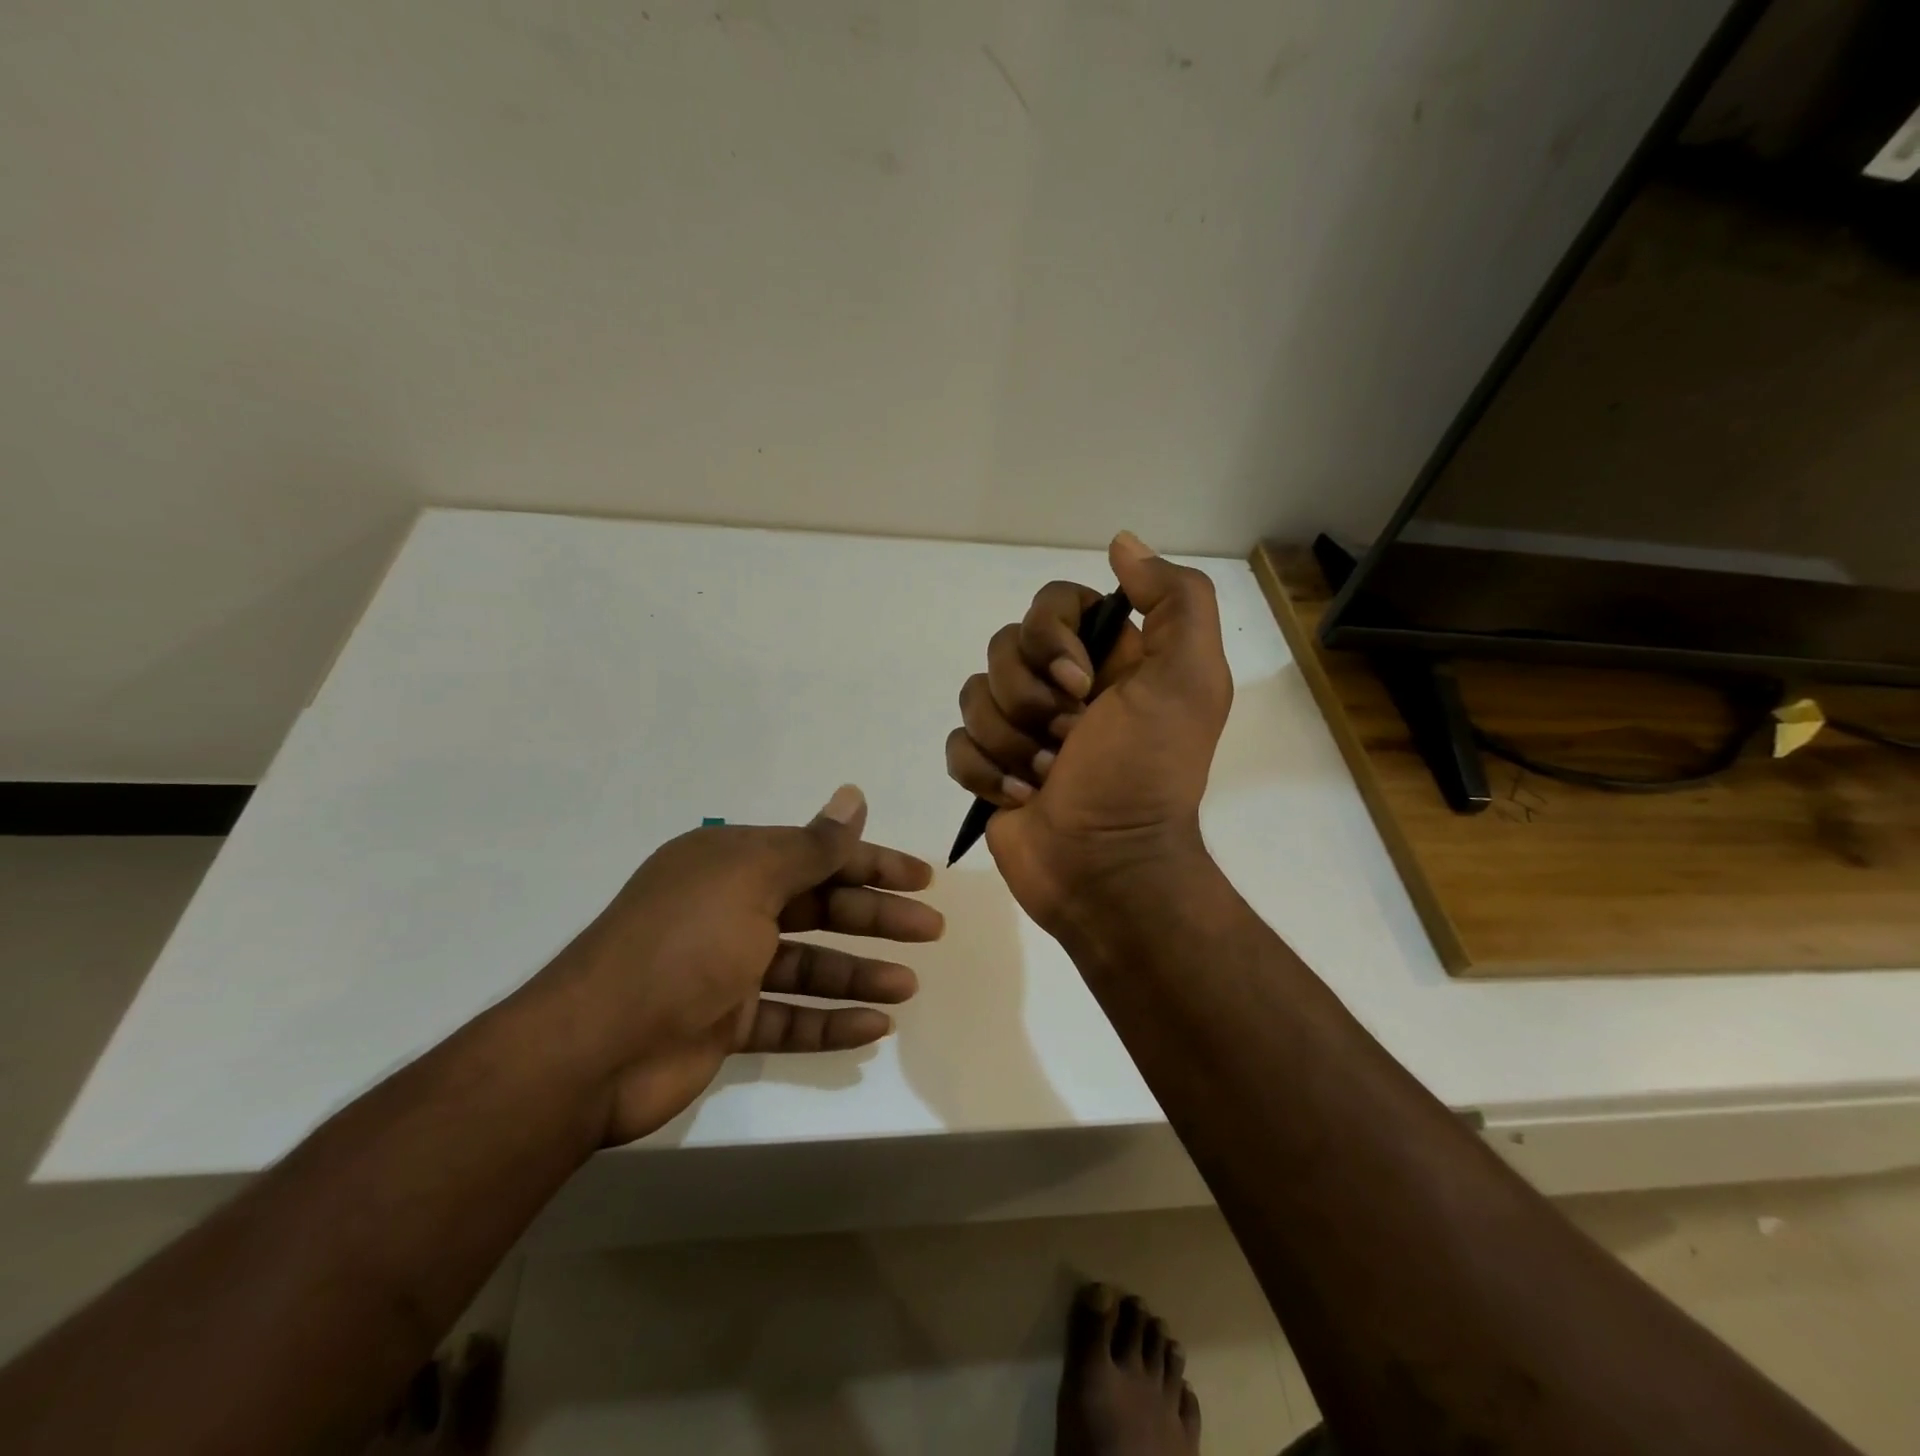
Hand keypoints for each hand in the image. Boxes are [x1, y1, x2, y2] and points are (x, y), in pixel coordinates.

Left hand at [526, 786, 941, 1144]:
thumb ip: (812, 845)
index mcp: (732, 863)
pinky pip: (789, 1017)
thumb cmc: (683, 944)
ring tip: (909, 986)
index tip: (921, 877)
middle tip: (931, 929)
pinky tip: (874, 1027)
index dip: (872, 862)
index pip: (817, 853)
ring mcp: (727, 968)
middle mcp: (731, 908)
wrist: (594, 1049)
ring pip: (809, 965)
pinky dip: (829, 1022)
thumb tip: (854, 795)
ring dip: (858, 973)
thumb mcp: (752, 880)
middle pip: (819, 906)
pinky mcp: (724, 1022)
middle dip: (875, 917)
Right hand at [945, 531, 1231, 931]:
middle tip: (1069, 740)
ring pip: (975, 695)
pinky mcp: (991, 769)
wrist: (1108, 869)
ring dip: (1010, 742)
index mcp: (1107, 659)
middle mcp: (1062, 686)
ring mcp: (1022, 729)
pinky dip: (985, 772)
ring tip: (1048, 776)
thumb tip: (1122, 544)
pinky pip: (957, 744)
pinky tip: (1019, 798)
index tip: (1080, 684)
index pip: (1051, 603)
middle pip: (1003, 648)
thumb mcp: (1188, 681)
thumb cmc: (1144, 774)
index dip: (1050, 637)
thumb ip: (1175, 601)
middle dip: (1030, 700)